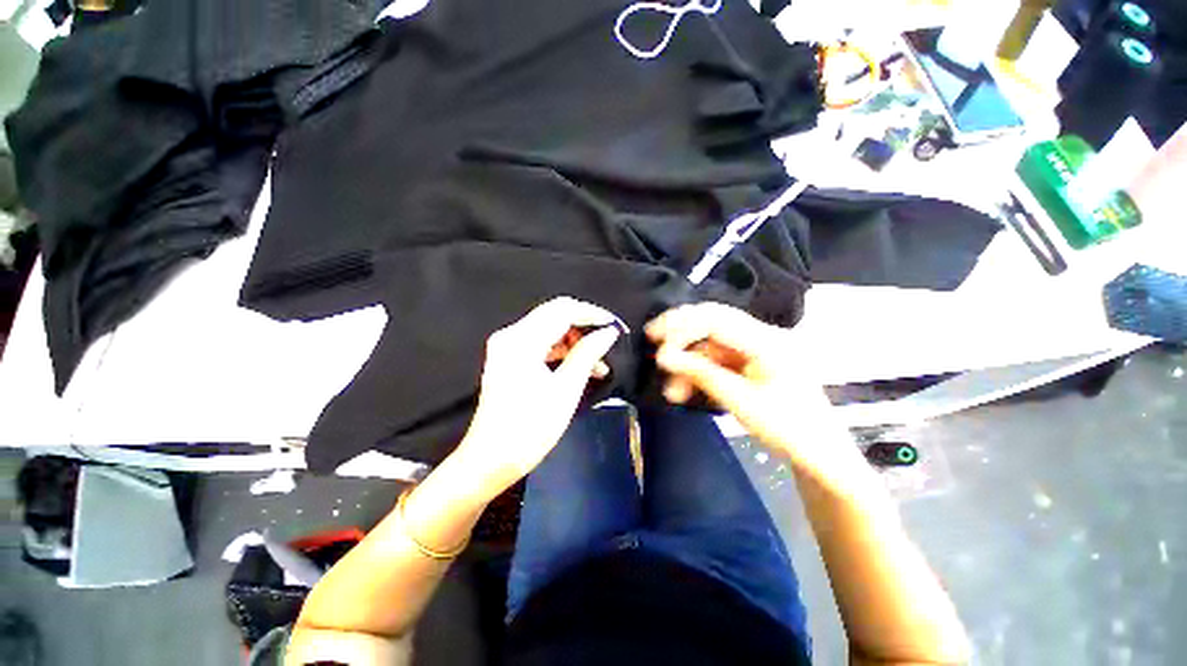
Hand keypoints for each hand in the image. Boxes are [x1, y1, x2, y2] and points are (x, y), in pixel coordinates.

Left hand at [453, 297, 622, 496]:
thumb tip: (608, 333)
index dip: (592, 314)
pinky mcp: (509, 359)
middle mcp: (511, 335)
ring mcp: (508, 347)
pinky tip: (581, 367)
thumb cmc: (530, 428)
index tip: (615, 326)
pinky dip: (561, 352)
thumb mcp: (565, 390)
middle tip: (608, 341)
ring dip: (575, 341)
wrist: (489, 461)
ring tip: (599, 362)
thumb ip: (587, 355)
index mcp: (522, 340)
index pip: (562, 310)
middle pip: (555, 315)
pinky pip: (541, 345)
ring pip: (549, 330)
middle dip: (584, 325)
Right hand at [647, 303, 862, 481]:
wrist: (820, 455)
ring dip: (687, 362)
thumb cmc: (788, 429)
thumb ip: (700, 373)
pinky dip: (698, 372)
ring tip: (671, 391)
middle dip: (679, 330)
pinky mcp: (750, 362)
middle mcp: (761, 336)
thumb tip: (663, 356)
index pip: (716, 319)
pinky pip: (716, 358)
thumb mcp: (739, 400)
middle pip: (712, 320)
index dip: (682, 329)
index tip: (657, 348)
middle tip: (650, 338)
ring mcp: (755, 349)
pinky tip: (684, 390)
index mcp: (767, 340)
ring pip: (710, 343)